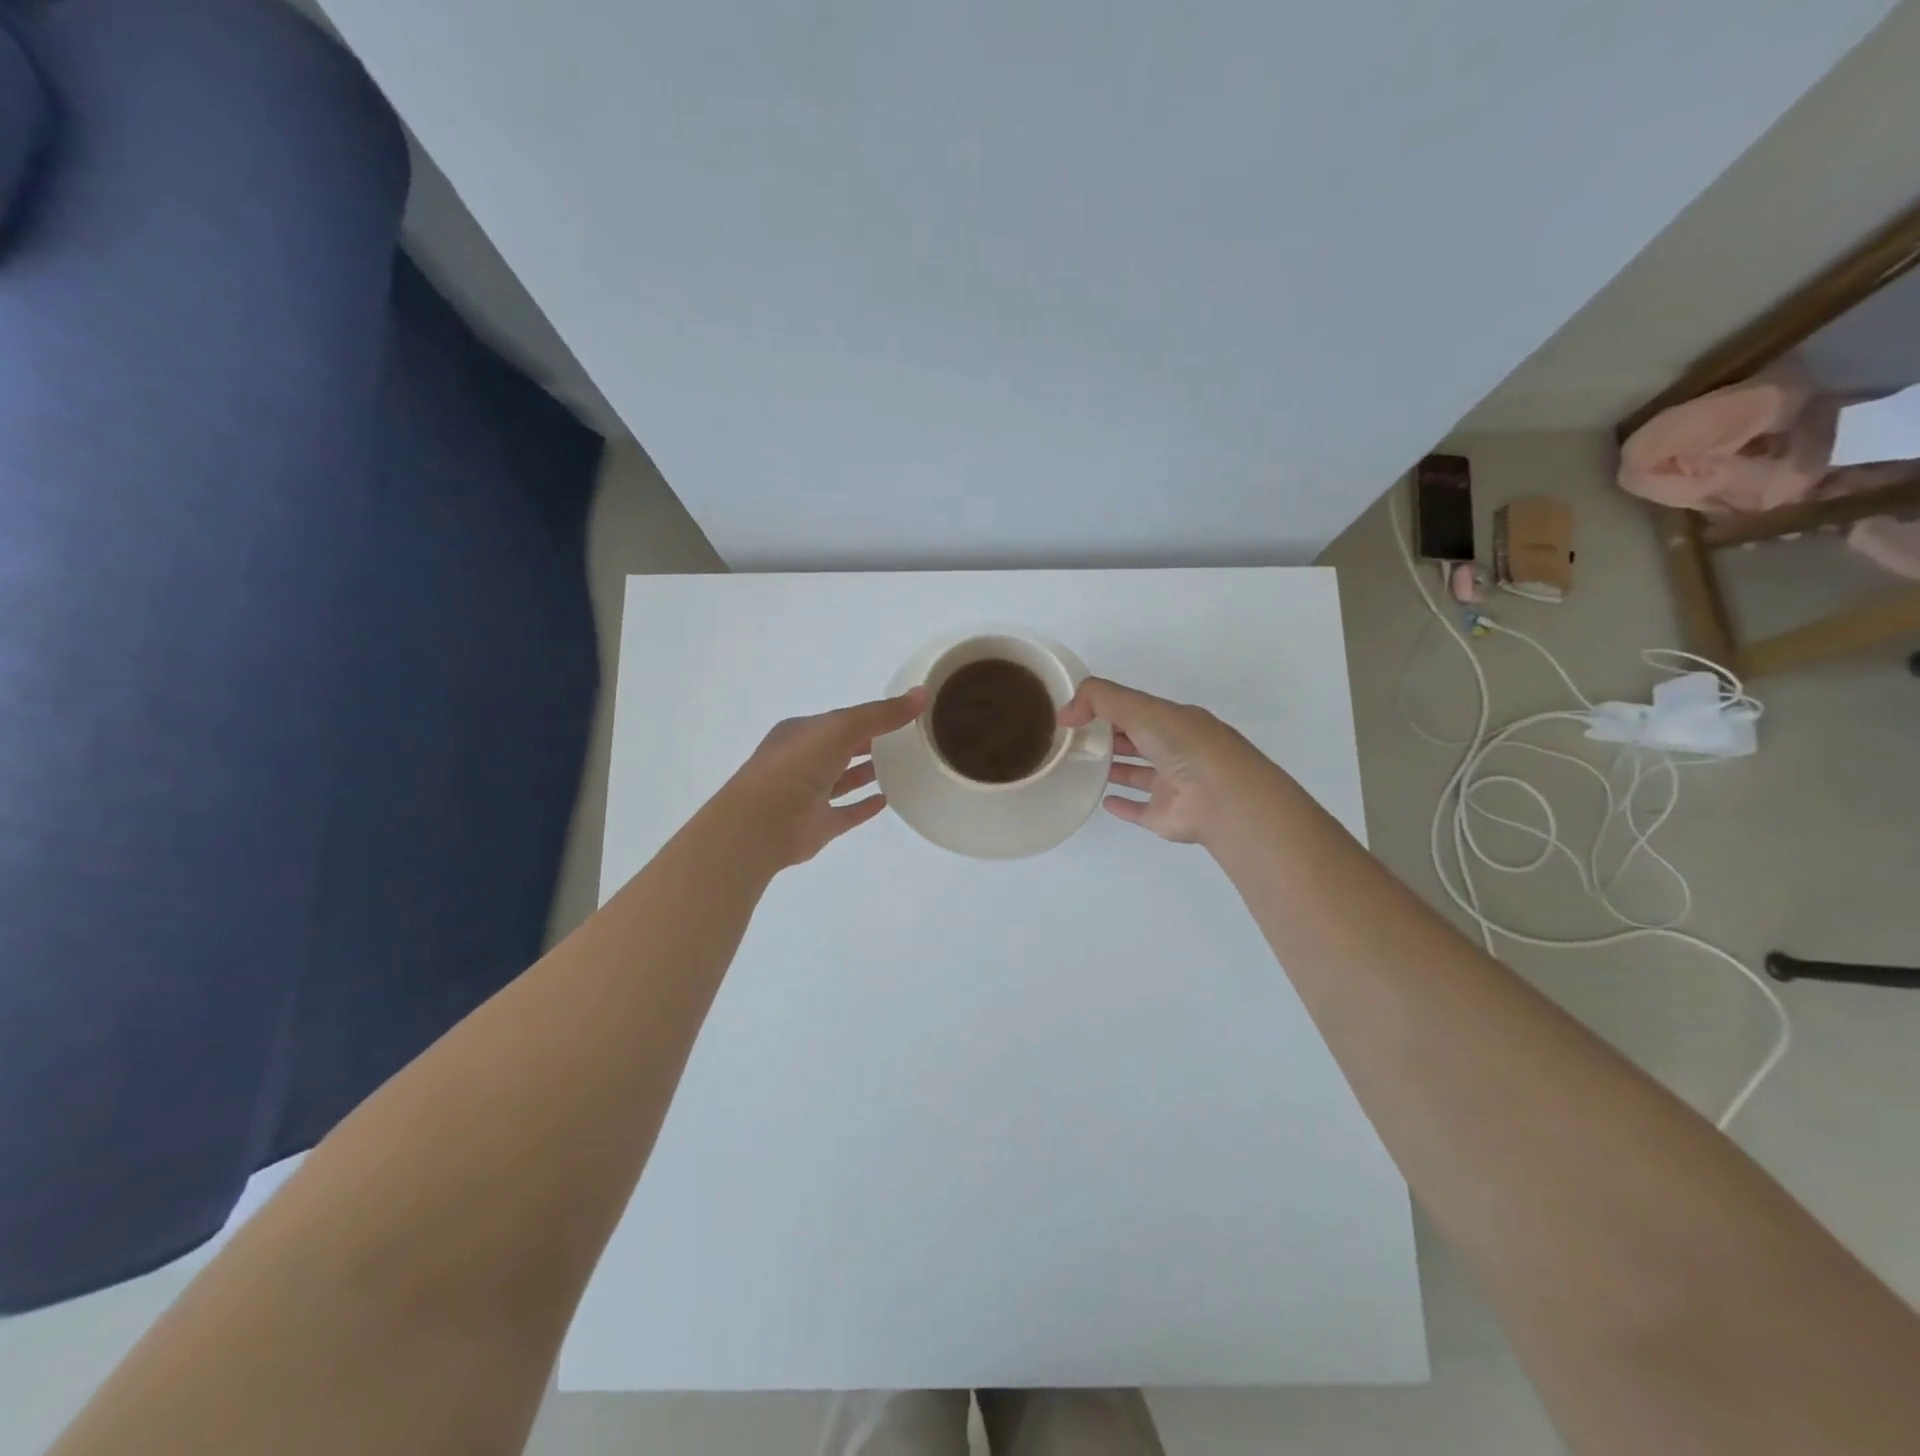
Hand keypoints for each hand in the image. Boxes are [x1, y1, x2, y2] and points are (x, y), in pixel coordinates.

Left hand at [721, 688, 925, 868]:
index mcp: (802, 733)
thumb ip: (881, 713)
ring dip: (867, 772)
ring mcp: (809, 795)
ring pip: (843, 780)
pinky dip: (864, 806)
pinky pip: (846, 812)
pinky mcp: (817, 826)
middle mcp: (803, 761)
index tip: (902, 716)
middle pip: (841, 748)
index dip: (869, 717)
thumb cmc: (797, 765)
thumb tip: (922, 693)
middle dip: (869, 743)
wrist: (762, 824)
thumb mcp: (841, 727)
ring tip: (903, 767)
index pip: (839, 721)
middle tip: (908, 740)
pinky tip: (887, 801)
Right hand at [1058, 677, 1270, 844]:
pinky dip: (1123, 805)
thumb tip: (1065, 714)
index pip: (1138, 710)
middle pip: (1138, 741)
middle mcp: (1176, 751)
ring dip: (1116, 768)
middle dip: (1112, 737)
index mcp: (1175, 721)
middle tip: (1075, 739)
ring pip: (1139, 774)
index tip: (1077, 713)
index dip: (1108, 709)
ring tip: (1084, 766)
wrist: (1220, 798)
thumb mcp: (1140, 708)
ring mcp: (1172, 785)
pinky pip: (1139, 809)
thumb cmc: (1183, 745)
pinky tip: (1104, 801)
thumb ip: (1099, 700)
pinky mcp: (1165, 816)